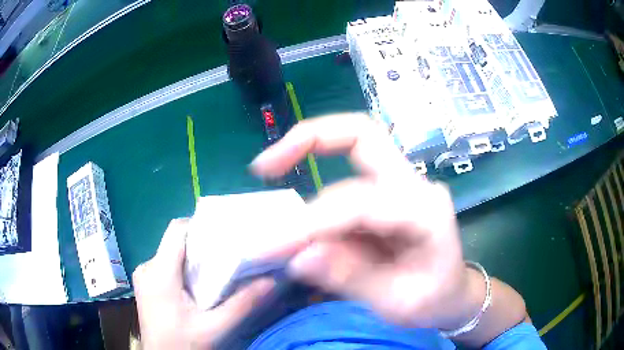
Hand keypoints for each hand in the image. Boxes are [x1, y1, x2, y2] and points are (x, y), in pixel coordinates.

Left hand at [133, 219, 273, 349]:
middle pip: (177, 241)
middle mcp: (148, 267)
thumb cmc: (182, 344)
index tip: (229, 232)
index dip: (202, 225)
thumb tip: (272, 280)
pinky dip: (187, 269)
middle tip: (233, 252)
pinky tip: (203, 284)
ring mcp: (145, 276)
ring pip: (173, 254)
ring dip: (197, 258)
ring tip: (222, 267)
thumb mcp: (215, 328)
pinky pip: (168, 266)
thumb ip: (242, 303)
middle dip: (204, 244)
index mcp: (159, 272)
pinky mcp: (148, 285)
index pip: (178, 229)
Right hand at [251, 114, 478, 329]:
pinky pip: (343, 179)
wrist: (451, 293)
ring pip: (346, 155)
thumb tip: (299, 257)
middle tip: (263, 166)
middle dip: (308, 140)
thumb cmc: (433, 300)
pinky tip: (297, 220)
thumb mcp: (396, 303)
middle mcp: (413, 184)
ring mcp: (399, 183)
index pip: (361, 202)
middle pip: (361, 135)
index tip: (271, 245)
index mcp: (427, 211)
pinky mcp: (383, 193)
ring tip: (277, 215)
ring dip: (304, 172)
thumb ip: (352, 279)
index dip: (313, 221)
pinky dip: (313, 193)